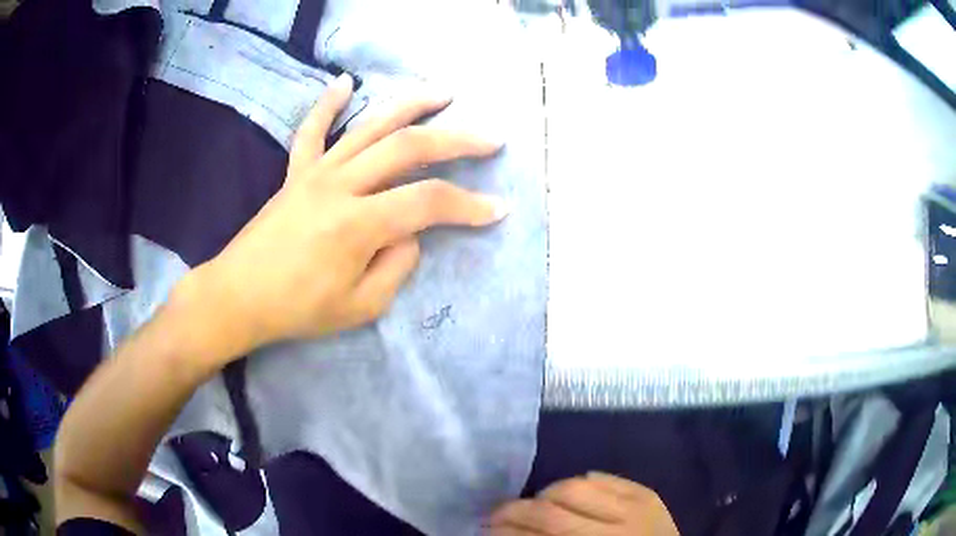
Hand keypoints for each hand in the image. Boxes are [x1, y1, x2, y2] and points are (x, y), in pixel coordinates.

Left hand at [180, 74, 505, 358]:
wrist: (237, 297)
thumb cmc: (296, 309)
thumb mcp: (359, 307)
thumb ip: (396, 267)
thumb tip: (410, 235)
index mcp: (358, 224)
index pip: (428, 203)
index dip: (468, 206)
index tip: (497, 209)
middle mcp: (341, 185)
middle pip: (407, 148)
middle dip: (456, 141)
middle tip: (490, 138)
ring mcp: (316, 172)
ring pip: (369, 126)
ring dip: (409, 105)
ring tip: (442, 93)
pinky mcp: (295, 172)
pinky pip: (312, 130)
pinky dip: (328, 103)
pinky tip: (345, 82)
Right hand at [488, 473, 679, 535]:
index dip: (505, 532)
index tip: (486, 529)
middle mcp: (612, 532)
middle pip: (550, 512)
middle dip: (515, 511)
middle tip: (498, 514)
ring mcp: (635, 509)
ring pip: (576, 486)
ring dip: (546, 493)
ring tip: (537, 503)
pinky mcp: (648, 495)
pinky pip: (606, 477)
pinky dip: (582, 482)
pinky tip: (570, 493)